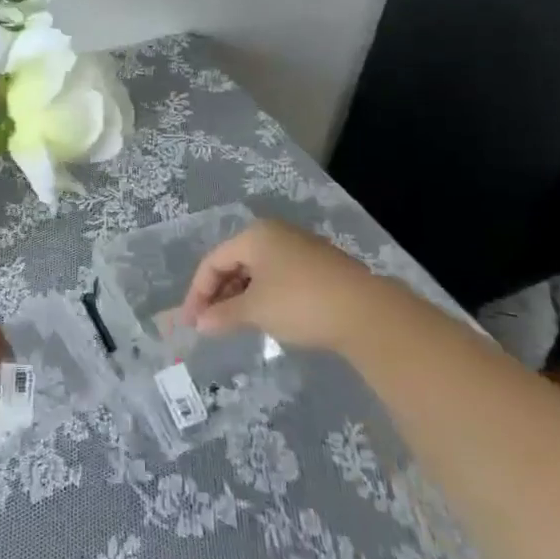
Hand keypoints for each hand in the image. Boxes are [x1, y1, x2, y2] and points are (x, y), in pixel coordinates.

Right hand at [179, 218, 380, 349]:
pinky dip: (264, 296)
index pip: (213, 260)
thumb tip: (200, 324)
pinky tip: (265, 318)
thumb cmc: (300, 303)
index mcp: (254, 235)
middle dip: (219, 294)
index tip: (191, 322)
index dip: (197, 292)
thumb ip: (223, 315)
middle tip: (210, 324)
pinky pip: (278, 277)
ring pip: (258, 271)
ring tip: (234, 324)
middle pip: (235, 262)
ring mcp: (300, 248)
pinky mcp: (320, 267)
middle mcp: (276, 234)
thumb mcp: (255, 311)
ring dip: (240, 297)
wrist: (368, 313)